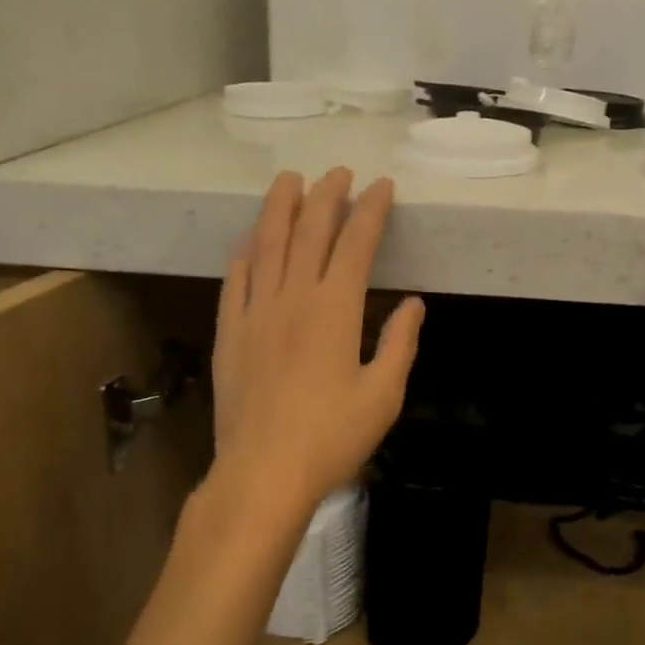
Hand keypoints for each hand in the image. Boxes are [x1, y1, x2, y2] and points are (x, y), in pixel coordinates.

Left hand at [210, 169, 423, 518]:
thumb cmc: (332, 437)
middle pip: (309, 232)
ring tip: (289, 180)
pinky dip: (245, 252)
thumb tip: (414, 303)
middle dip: (326, 196)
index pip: (356, 244)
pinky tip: (250, 239)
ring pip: (267, 245)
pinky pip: (235, 279)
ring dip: (279, 208)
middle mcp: (293, 297)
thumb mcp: (383, 395)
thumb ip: (399, 344)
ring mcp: (255, 312)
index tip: (381, 186)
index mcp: (335, 309)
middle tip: (338, 171)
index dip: (371, 210)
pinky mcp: (230, 332)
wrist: (263, 472)